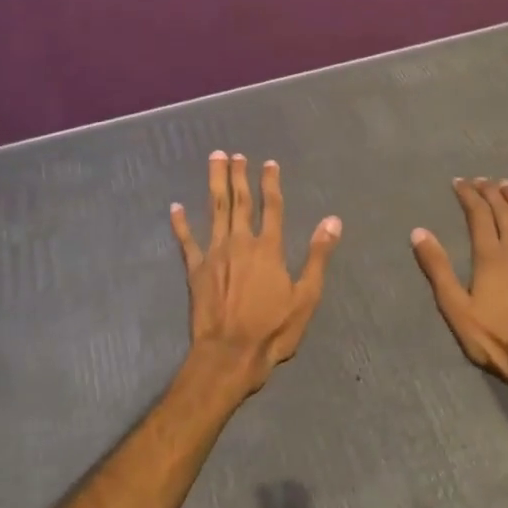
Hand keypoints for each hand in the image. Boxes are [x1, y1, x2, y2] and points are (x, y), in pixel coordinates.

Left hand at [171, 152, 341, 397]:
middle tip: (234, 154)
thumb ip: (318, 256)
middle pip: (240, 202)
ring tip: (214, 161)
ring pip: (215, 211)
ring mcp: (215, 255)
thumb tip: (333, 221)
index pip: (273, 207)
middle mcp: (240, 243)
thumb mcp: (306, 296)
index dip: (271, 183)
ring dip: (215, 184)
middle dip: (238, 175)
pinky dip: (180, 223)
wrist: (230, 354)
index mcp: (269, 249)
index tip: (269, 163)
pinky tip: (175, 207)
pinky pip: (186, 241)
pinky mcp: (195, 270)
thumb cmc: (273, 329)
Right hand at [410, 178, 507, 407]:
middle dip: (490, 191)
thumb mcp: (455, 307)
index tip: (458, 182)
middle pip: (504, 210)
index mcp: (490, 255)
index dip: (468, 195)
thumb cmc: (494, 338)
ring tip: (507, 186)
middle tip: (480, 180)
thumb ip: (437, 268)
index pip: (478, 214)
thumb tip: (419, 232)